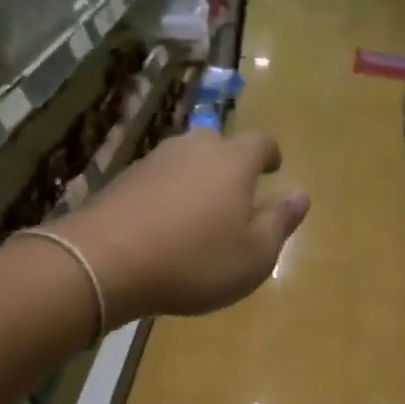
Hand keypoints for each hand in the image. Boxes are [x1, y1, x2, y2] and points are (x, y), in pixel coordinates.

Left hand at [64, 128, 308, 322]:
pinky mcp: (123, 179)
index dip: (270, 154)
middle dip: (231, 166)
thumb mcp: (253, 255)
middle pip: (219, 145)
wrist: (104, 262)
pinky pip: (157, 181)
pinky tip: (162, 226)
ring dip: (196, 181)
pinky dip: (167, 196)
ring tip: (198, 216)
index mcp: (233, 161)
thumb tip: (300, 195)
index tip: (272, 170)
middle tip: (235, 198)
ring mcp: (154, 160)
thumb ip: (280, 222)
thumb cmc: (194, 261)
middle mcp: (193, 148)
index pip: (261, 141)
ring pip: (185, 162)